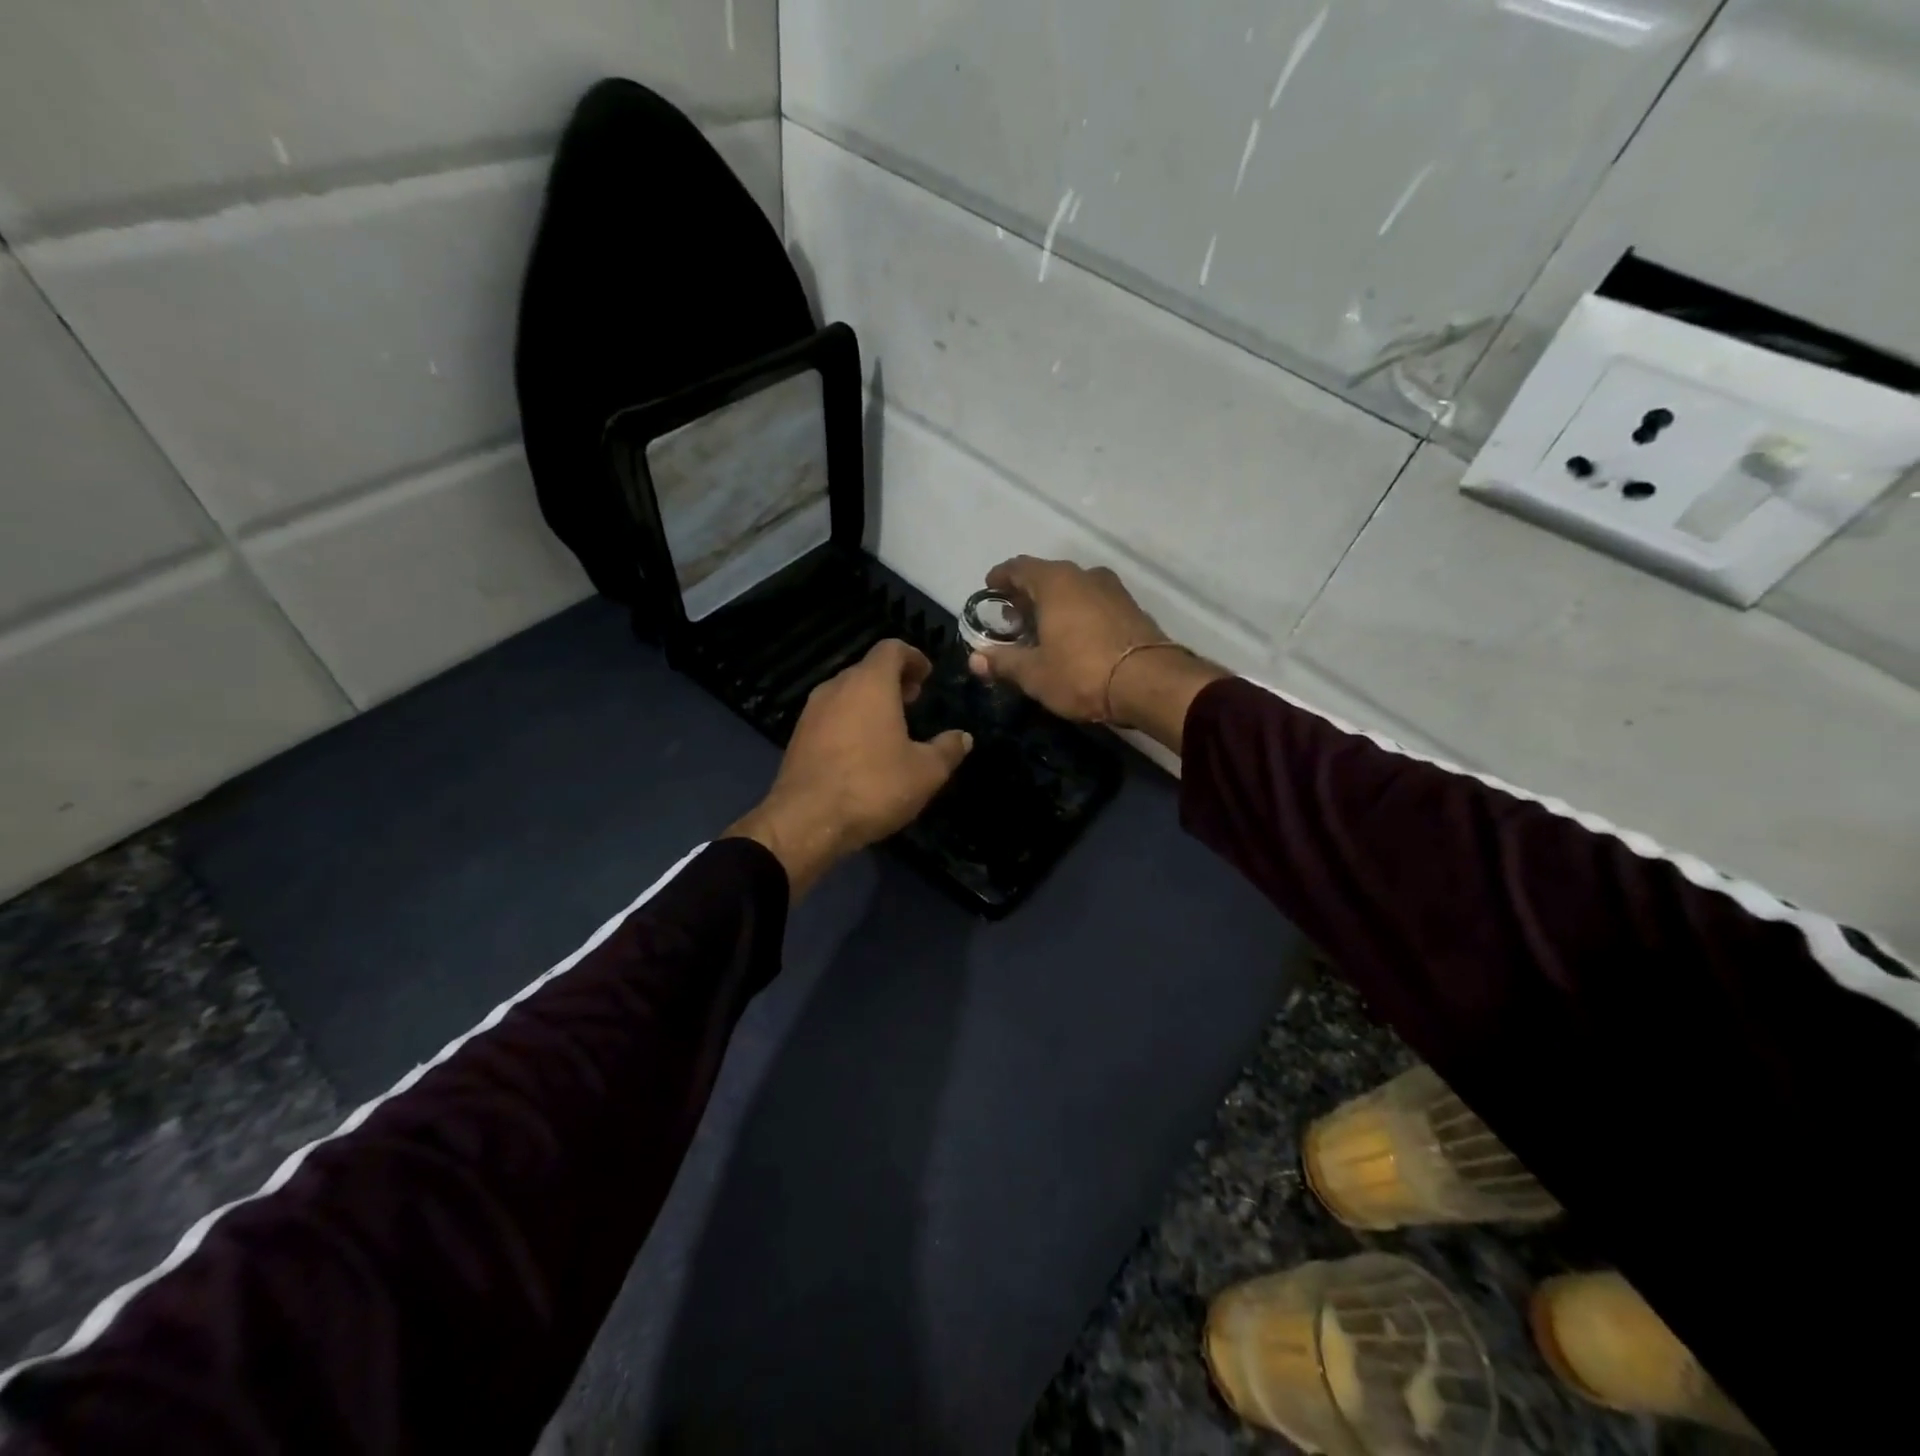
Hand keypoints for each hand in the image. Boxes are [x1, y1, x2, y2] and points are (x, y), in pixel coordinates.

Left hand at [728, 639, 972, 897]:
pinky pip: (831, 715)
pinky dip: (851, 719)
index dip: (913, 657)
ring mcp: (812, 712)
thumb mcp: (926, 772)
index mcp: (870, 684)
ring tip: (892, 725)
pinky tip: (863, 749)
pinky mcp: (798, 736)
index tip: (927, 675)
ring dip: (870, 701)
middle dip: (893, 679)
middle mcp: (837, 687)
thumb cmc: (873, 786)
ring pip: (847, 692)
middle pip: (867, 669)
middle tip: (914, 699)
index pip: (891, 649)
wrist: (806, 821)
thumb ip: (948, 749)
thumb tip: (963, 737)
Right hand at [965, 557, 1171, 720]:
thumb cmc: (1082, 673)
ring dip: (1055, 604)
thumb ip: (1003, 662)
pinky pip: (1095, 603)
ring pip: (1074, 589)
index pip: (1020, 567)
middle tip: (1012, 617)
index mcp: (1055, 582)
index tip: (990, 588)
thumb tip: (975, 659)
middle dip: (1027, 594)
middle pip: (1048, 577)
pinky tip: (1074, 637)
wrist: (1150, 684)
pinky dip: (1078, 613)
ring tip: (1042, 629)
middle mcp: (1085, 576)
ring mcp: (1113, 590)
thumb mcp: (1035, 674)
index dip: (1001, 577)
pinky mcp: (1132, 609)